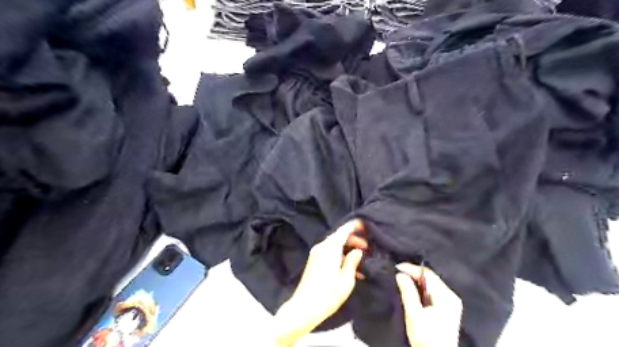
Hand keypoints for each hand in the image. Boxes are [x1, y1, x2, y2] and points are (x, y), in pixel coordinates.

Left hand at [273, 220, 363, 346]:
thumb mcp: (346, 279)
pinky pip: (330, 252)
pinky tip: (350, 268)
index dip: (356, 226)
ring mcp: (316, 254)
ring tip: (361, 260)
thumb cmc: (327, 294)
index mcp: (330, 248)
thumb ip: (353, 261)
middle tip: (367, 248)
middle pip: (340, 236)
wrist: (304, 308)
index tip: (367, 226)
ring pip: (335, 245)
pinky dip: (340, 255)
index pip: (344, 229)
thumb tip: (357, 251)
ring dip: (348, 249)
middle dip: (354, 240)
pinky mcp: (314, 261)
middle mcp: (322, 247)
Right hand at [399, 262, 460, 346]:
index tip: (397, 267)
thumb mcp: (414, 314)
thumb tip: (400, 274)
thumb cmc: (426, 337)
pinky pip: (433, 292)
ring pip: (431, 284)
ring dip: (417, 282)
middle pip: (431, 278)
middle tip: (398, 274)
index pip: (427, 274)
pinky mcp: (448, 309)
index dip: (411, 268)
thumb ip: (407, 291)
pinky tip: (413, 291)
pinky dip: (422, 289)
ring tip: (403, 281)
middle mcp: (451, 296)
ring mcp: (451, 303)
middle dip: (414, 274)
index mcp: (446, 296)